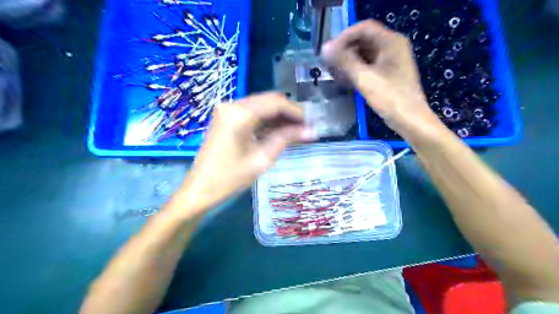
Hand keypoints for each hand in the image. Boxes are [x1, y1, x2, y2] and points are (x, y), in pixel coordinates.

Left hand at [176, 92, 312, 211]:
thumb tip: (312, 131)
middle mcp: (233, 105)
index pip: (276, 103)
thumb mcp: (262, 159)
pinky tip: (279, 132)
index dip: (297, 111)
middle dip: (289, 113)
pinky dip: (267, 121)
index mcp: (240, 113)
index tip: (311, 123)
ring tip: (296, 132)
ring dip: (279, 117)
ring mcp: (228, 110)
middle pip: (269, 101)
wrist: (200, 189)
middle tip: (305, 128)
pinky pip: (252, 114)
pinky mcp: (226, 118)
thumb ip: (287, 139)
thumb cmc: (230, 178)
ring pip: (262, 106)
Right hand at [321, 21, 443, 139]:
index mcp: (391, 42)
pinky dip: (356, 70)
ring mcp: (390, 61)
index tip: (329, 52)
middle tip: (329, 64)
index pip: (363, 28)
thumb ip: (344, 61)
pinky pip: (368, 66)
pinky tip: (344, 80)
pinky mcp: (387, 74)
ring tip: (334, 73)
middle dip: (345, 51)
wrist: (410, 120)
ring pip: (364, 54)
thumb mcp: (365, 78)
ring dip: (348, 62)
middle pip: (363, 40)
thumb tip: (325, 48)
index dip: (344, 37)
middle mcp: (392, 47)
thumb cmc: (390, 98)